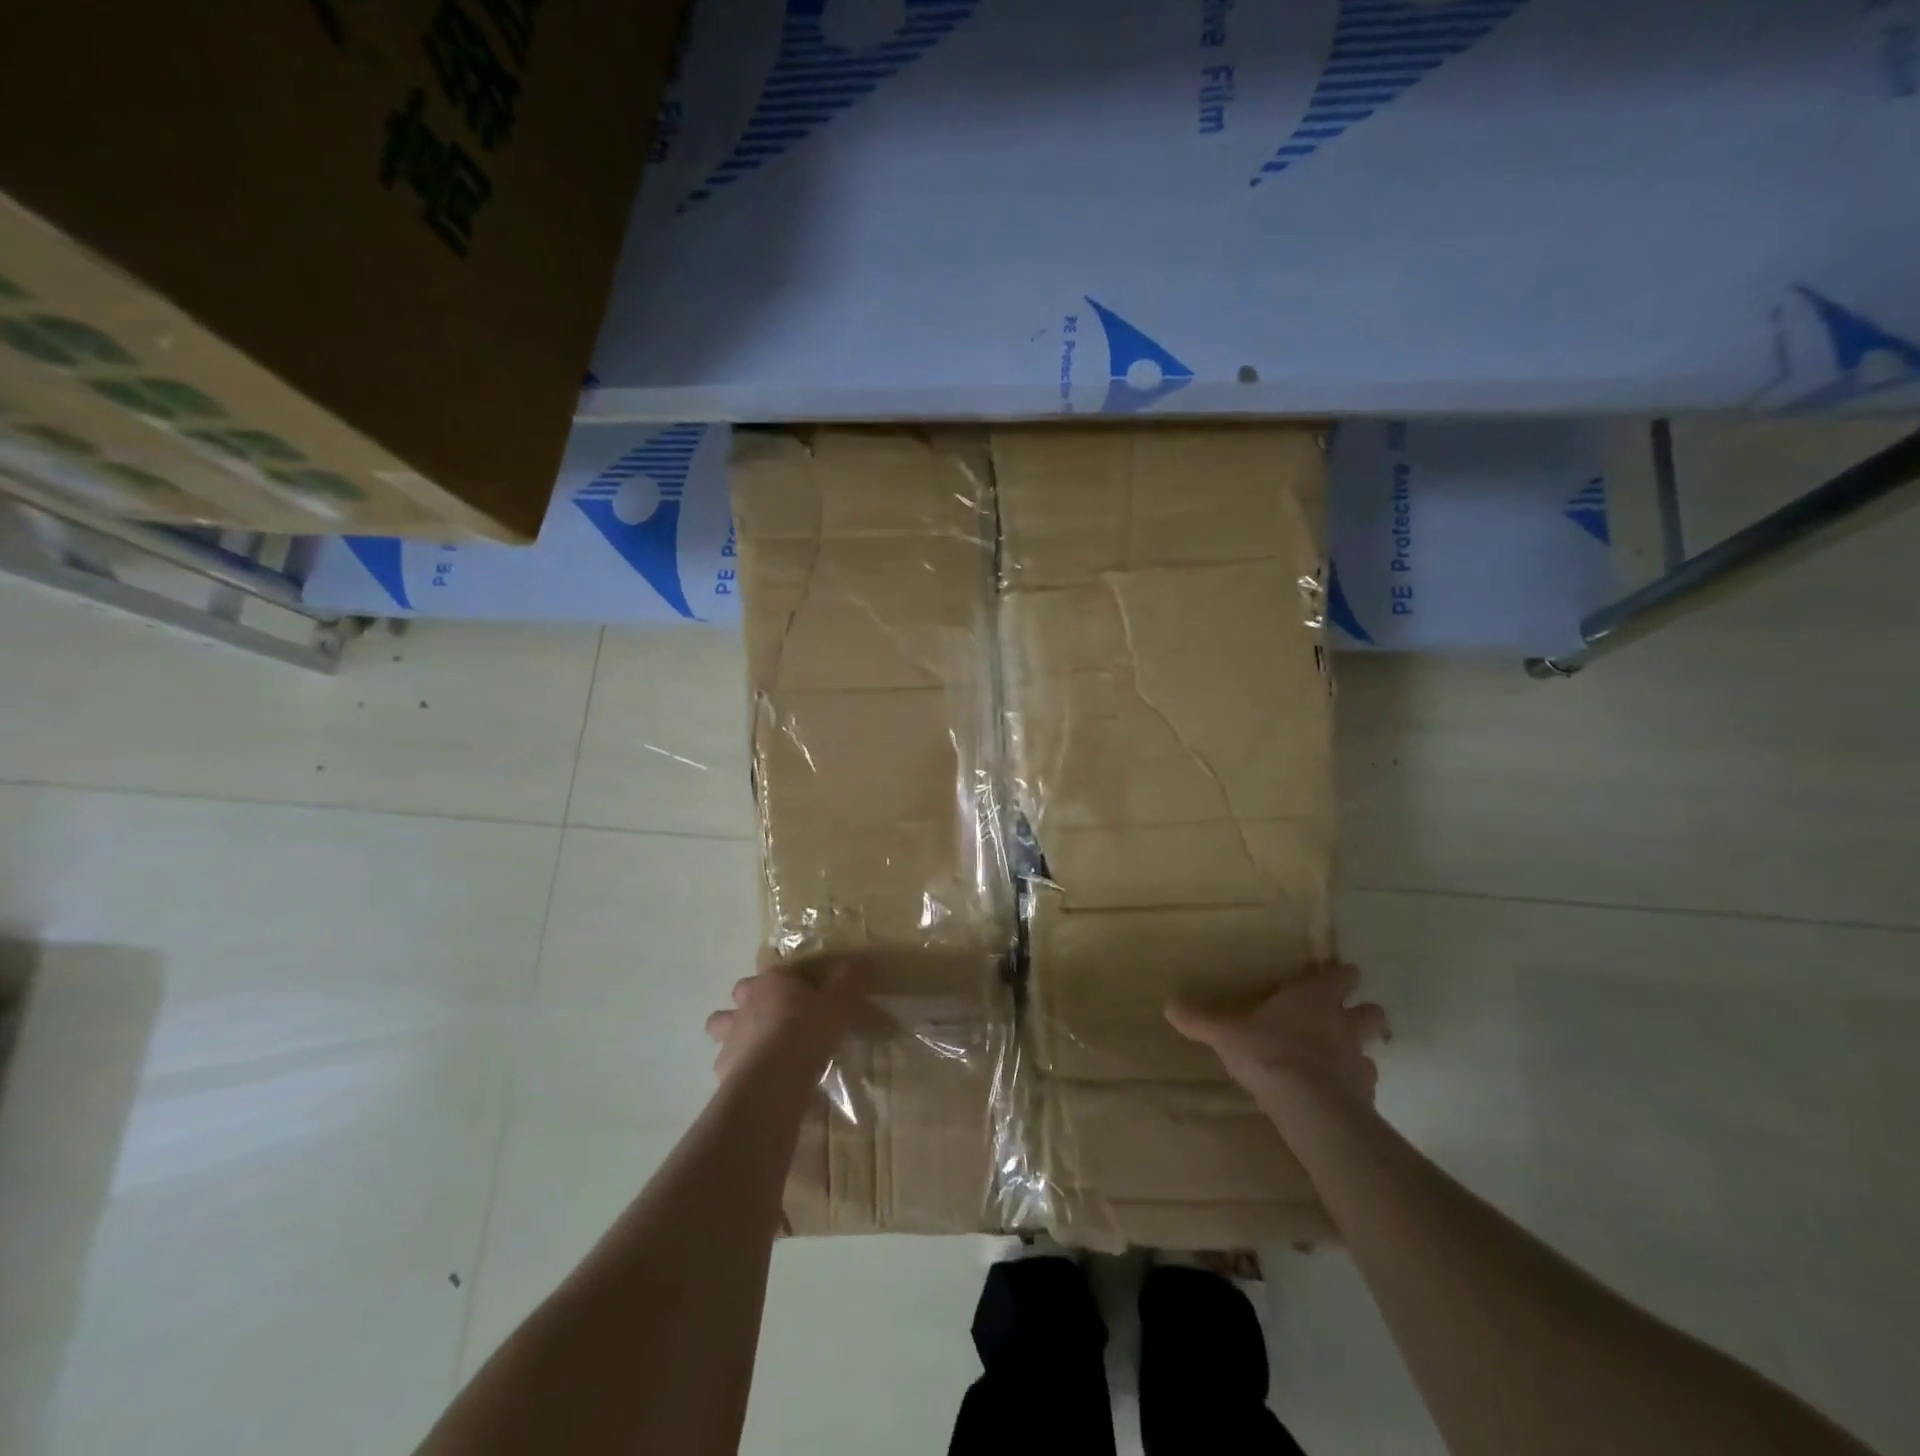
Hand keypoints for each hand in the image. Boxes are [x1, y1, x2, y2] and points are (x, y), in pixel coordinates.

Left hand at [704, 959, 870, 1084]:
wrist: (774, 1078)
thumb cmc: (808, 1031)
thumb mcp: (840, 1003)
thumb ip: (851, 980)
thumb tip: (864, 959)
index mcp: (772, 983)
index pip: (776, 973)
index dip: (788, 983)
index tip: (804, 995)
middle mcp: (745, 1004)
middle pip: (740, 994)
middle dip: (750, 1002)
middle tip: (774, 1019)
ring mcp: (730, 1037)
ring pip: (721, 1026)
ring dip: (736, 1034)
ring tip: (759, 1049)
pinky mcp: (723, 1069)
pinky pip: (727, 1064)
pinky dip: (739, 1069)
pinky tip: (758, 1080)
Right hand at [1167, 962, 1389, 1109]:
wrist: (1309, 1105)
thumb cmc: (1268, 1053)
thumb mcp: (1225, 1033)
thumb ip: (1200, 1020)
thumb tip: (1169, 1005)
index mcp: (1314, 998)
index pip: (1341, 976)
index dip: (1340, 975)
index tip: (1333, 976)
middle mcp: (1342, 1023)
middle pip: (1371, 1011)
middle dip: (1363, 1012)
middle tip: (1347, 1018)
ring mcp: (1357, 1059)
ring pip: (1372, 1048)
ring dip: (1359, 1051)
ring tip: (1339, 1059)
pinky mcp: (1365, 1094)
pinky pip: (1364, 1084)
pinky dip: (1354, 1085)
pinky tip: (1336, 1093)